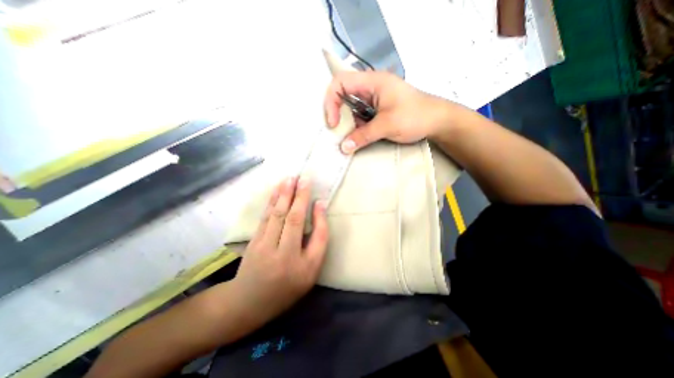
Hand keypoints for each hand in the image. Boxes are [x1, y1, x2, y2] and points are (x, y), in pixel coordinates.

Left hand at [230, 178, 328, 324]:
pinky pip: (265, 217)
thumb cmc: (287, 287)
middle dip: (298, 196)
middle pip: (292, 219)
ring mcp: (264, 246)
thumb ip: (318, 242)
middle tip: (303, 177)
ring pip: (276, 215)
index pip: (316, 236)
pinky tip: (276, 191)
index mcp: (302, 265)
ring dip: (283, 194)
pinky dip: (272, 201)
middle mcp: (283, 254)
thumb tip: (319, 213)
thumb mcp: (310, 271)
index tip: (320, 198)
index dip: (318, 216)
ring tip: (290, 178)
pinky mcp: (254, 241)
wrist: (249, 302)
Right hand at [324, 71, 461, 153]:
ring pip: (351, 107)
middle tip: (336, 131)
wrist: (437, 121)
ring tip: (346, 138)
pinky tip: (356, 137)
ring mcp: (373, 99)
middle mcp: (370, 87)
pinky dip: (355, 127)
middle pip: (343, 94)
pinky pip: (359, 116)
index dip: (331, 101)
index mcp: (372, 81)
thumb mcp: (387, 125)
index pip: (340, 82)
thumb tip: (343, 148)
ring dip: (347, 123)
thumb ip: (363, 136)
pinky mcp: (376, 110)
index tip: (333, 123)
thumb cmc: (415, 116)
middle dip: (336, 113)